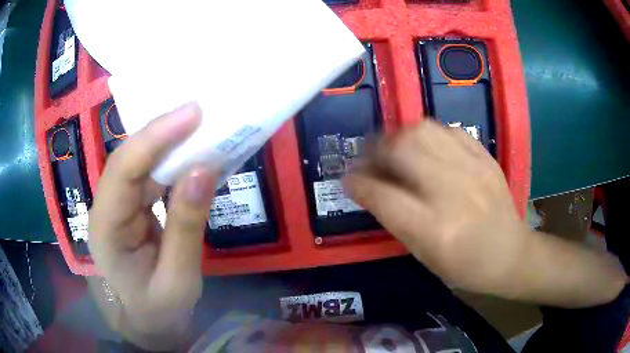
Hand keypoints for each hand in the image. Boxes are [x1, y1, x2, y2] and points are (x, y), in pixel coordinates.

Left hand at [88, 103, 216, 349]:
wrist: (147, 323)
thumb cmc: (158, 310)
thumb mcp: (178, 279)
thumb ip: (186, 226)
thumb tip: (203, 170)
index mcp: (106, 229)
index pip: (123, 171)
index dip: (155, 137)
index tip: (192, 113)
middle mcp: (106, 208)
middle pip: (129, 159)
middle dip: (164, 133)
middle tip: (202, 113)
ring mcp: (118, 205)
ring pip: (140, 163)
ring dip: (170, 144)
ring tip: (203, 128)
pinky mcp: (131, 207)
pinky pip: (151, 176)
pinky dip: (173, 163)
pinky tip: (192, 155)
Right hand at [344, 121, 529, 293]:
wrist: (510, 253)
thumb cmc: (465, 266)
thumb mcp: (423, 255)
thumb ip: (394, 219)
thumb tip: (367, 188)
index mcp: (434, 229)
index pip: (382, 195)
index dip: (358, 184)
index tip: (349, 180)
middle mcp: (452, 192)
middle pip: (402, 150)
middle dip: (375, 150)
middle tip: (369, 159)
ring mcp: (472, 168)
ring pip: (423, 130)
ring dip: (399, 136)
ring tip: (395, 149)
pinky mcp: (485, 157)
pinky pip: (448, 130)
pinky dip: (428, 134)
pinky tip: (426, 148)